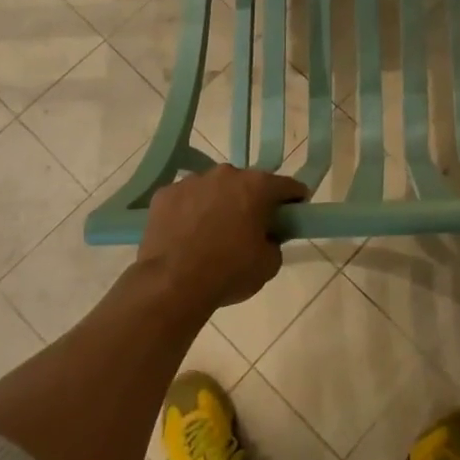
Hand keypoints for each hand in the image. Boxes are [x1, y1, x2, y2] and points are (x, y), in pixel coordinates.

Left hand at [138, 165, 308, 311]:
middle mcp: (226, 174)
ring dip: (218, 203)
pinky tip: (185, 234)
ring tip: (211, 233)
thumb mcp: (269, 264)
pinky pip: (185, 198)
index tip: (294, 213)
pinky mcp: (165, 194)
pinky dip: (189, 211)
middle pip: (248, 183)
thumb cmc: (228, 273)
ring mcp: (192, 181)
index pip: (287, 186)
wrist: (171, 285)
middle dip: (252, 200)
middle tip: (249, 227)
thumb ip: (274, 242)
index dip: (294, 200)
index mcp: (258, 186)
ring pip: (214, 188)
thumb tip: (266, 237)